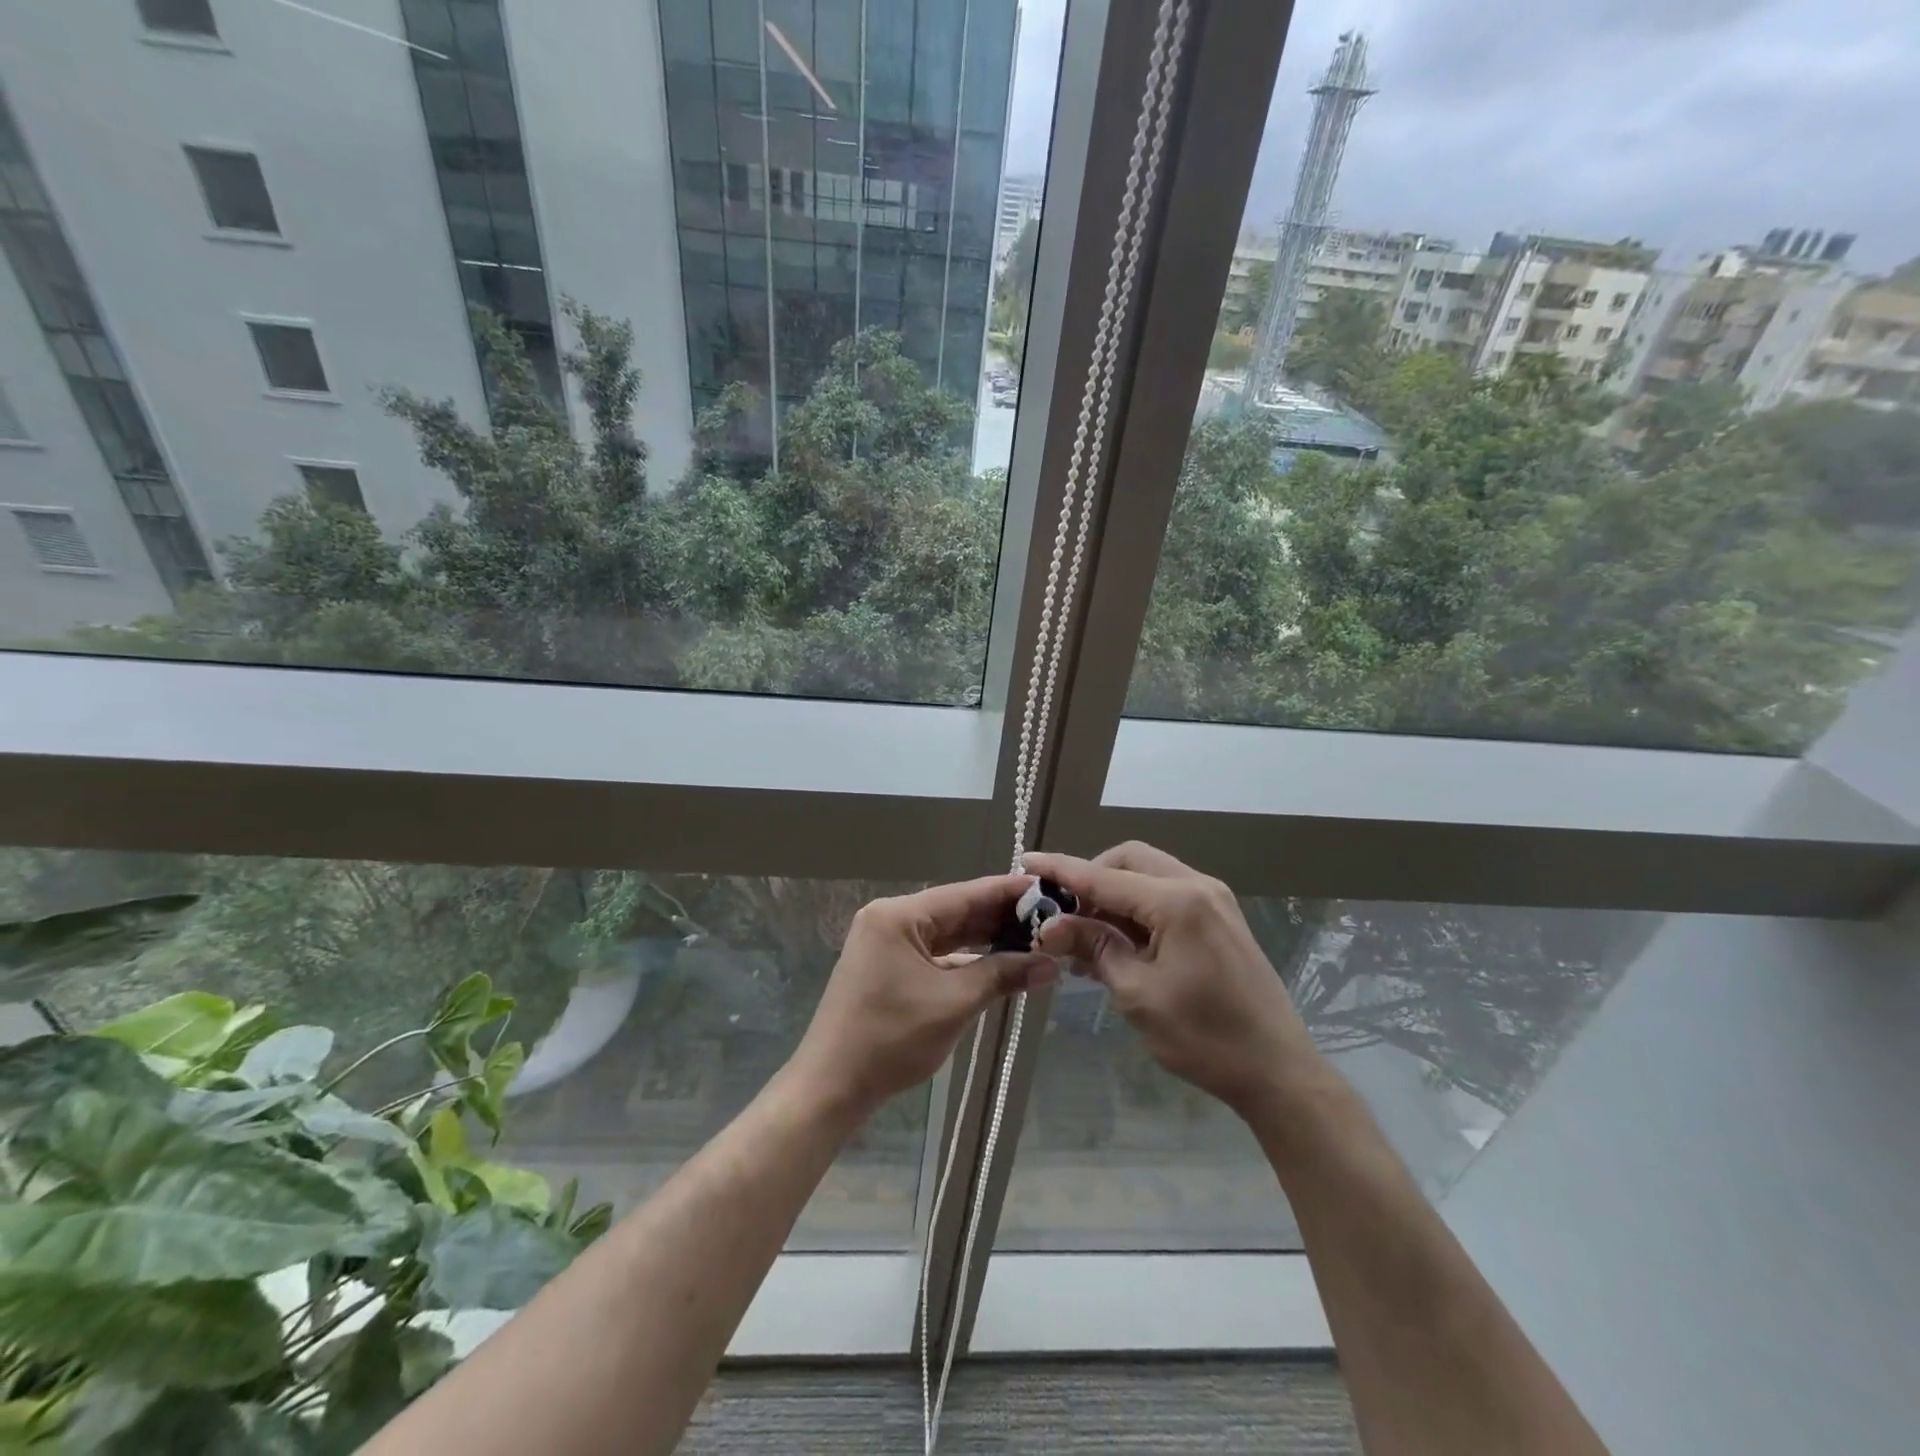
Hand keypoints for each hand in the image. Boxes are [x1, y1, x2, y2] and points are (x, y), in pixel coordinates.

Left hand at [788, 875, 1057, 1120]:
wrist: (832, 1086)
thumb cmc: (891, 1039)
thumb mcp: (954, 1003)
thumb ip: (1002, 975)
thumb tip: (1051, 965)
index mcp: (898, 915)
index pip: (964, 894)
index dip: (1007, 892)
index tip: (1047, 889)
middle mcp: (890, 919)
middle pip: (955, 911)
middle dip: (1000, 918)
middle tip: (1050, 919)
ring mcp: (886, 943)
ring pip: (946, 934)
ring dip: (985, 940)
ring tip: (1033, 939)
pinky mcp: (887, 967)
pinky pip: (934, 953)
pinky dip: (964, 959)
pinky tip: (998, 963)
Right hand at [1024, 844, 1321, 1118]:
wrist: (1278, 1071)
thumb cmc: (1204, 1037)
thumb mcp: (1138, 993)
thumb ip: (1094, 947)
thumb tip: (1050, 925)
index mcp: (1178, 901)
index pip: (1104, 877)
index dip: (1061, 869)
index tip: (1025, 862)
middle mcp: (1197, 886)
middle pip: (1128, 860)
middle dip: (1091, 878)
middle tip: (1063, 914)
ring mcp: (1213, 899)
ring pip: (1147, 874)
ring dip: (1113, 894)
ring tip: (1084, 934)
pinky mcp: (1219, 917)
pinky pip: (1166, 894)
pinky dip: (1137, 907)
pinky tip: (1117, 941)